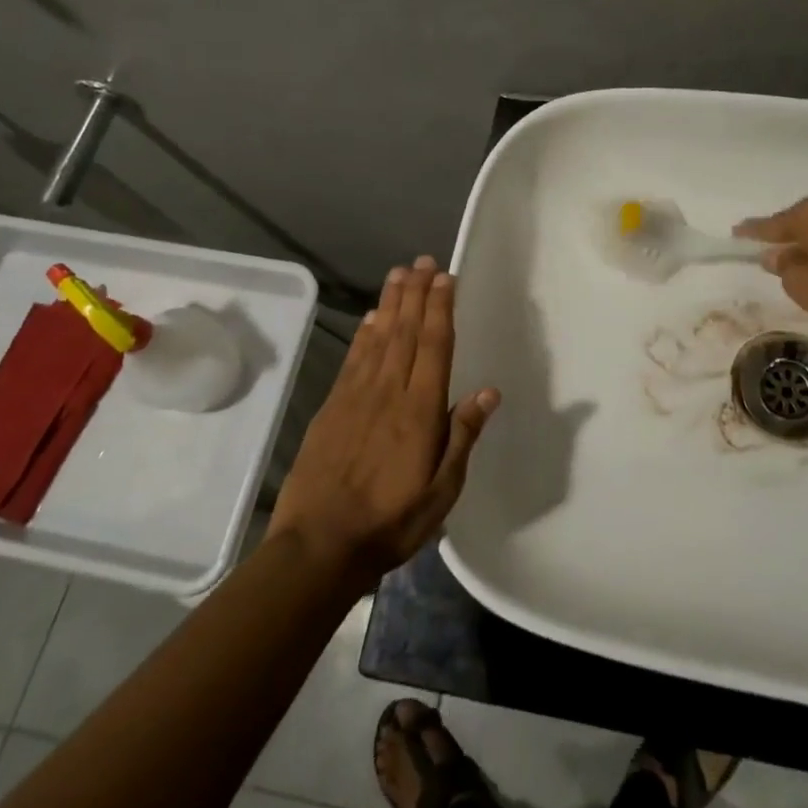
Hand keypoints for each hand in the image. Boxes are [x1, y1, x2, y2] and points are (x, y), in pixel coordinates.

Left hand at [268, 257, 499, 591]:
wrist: (319, 545)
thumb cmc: (391, 522)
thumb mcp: (441, 491)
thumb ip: (462, 436)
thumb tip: (489, 392)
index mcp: (419, 410)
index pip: (434, 346)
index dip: (440, 308)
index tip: (445, 278)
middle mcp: (388, 392)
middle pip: (406, 332)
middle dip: (416, 293)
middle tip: (423, 261)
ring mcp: (356, 397)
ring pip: (378, 338)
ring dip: (390, 303)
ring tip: (399, 274)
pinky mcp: (332, 407)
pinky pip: (353, 360)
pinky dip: (364, 334)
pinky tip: (371, 318)